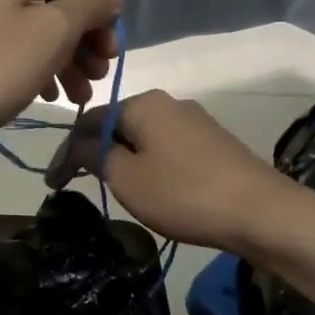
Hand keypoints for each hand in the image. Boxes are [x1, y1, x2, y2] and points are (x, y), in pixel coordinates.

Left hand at [0, 0, 122, 158]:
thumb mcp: (51, 34)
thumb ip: (90, 3)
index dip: (103, 5)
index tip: (112, 50)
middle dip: (84, 34)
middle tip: (99, 74)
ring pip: (31, 18)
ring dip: (62, 52)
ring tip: (78, 93)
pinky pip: (6, 34)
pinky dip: (31, 58)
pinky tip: (47, 93)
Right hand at [48, 90, 295, 251]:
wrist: (261, 212)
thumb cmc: (183, 193)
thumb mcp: (127, 178)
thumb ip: (95, 156)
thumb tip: (79, 145)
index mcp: (143, 102)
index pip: (89, 119)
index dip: (66, 151)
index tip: (53, 184)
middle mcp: (169, 102)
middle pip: (118, 124)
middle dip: (95, 153)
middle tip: (79, 186)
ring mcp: (196, 121)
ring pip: (144, 137)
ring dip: (123, 160)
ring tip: (113, 189)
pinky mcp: (214, 143)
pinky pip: (168, 148)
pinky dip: (150, 165)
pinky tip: (152, 188)